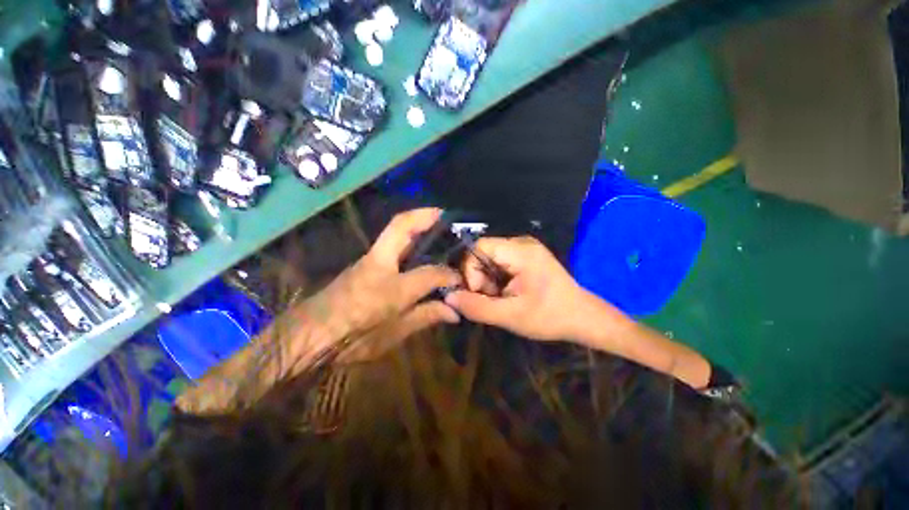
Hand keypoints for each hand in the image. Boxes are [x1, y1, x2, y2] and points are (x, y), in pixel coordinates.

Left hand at [299, 208, 461, 361]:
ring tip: (435, 224)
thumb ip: (426, 317)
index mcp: (392, 287)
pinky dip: (406, 237)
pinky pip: (388, 243)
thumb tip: (454, 312)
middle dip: (425, 215)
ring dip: (415, 223)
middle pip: (401, 227)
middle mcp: (380, 264)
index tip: (460, 277)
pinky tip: (417, 247)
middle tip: (444, 214)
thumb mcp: (394, 335)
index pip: (430, 272)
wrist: (306, 338)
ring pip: (393, 231)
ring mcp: (368, 259)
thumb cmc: (352, 340)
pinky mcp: (362, 263)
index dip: (449, 274)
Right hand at [444, 236, 600, 341]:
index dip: (470, 269)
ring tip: (501, 299)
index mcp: (520, 251)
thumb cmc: (550, 317)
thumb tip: (448, 297)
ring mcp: (525, 249)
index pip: (479, 246)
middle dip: (480, 277)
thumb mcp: (510, 316)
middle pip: (483, 252)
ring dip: (488, 280)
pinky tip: (507, 293)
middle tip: (492, 298)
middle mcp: (521, 243)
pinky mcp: (526, 257)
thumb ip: (476, 307)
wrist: (583, 318)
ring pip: (490, 259)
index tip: (479, 293)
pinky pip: (499, 263)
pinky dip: (496, 279)